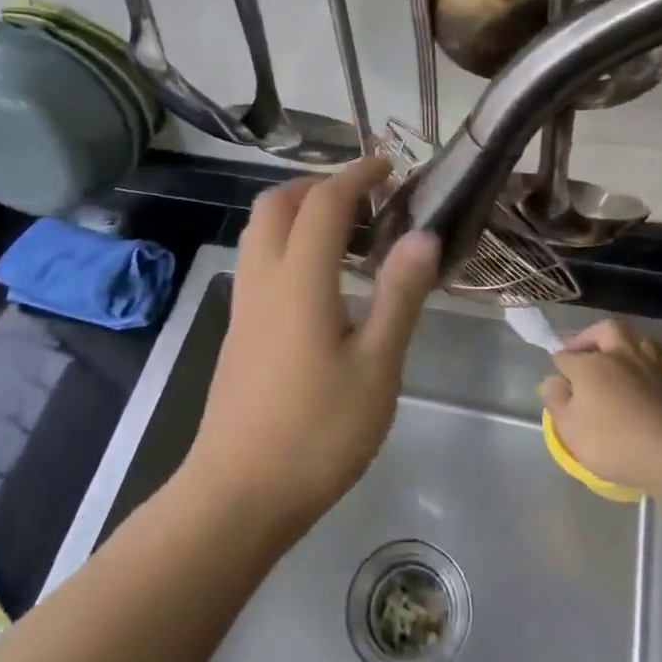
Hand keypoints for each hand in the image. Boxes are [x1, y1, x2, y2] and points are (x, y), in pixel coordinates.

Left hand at [186, 158, 440, 534]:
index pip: (324, 202)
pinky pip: (259, 260)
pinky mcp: (238, 329)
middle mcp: (263, 278)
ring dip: (299, 212)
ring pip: (261, 230)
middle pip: (277, 203)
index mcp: (299, 279)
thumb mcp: (377, 366)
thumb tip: (423, 234)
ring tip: (348, 233)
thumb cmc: (318, 433)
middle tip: (365, 197)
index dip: (356, 175)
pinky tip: (321, 280)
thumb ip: (399, 295)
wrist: (238, 494)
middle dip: (319, 185)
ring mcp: (244, 304)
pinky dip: (288, 242)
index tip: (389, 167)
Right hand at [537, 320, 661, 489]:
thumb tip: (551, 381)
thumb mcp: (569, 427)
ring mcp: (647, 366)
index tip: (557, 380)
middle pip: (604, 330)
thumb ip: (556, 401)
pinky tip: (640, 378)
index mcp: (589, 364)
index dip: (559, 366)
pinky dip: (643, 363)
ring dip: (622, 345)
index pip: (566, 356)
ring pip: (635, 339)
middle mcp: (618, 356)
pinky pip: (654, 360)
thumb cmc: (611, 440)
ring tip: (615, 359)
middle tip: (582, 352)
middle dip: (590, 336)